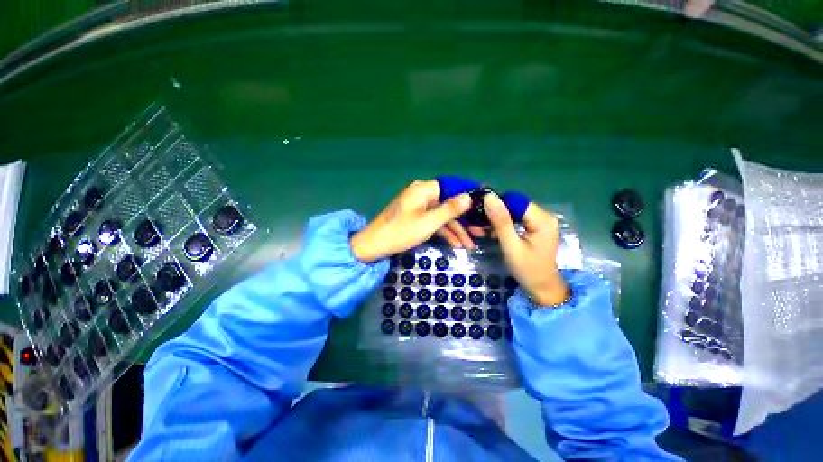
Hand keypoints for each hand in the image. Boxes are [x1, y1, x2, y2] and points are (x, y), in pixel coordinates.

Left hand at [350, 181, 471, 261]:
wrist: (373, 246)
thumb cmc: (401, 232)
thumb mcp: (428, 223)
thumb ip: (449, 210)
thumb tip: (469, 196)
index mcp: (424, 189)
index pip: (452, 188)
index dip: (467, 199)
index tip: (483, 211)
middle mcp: (422, 194)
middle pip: (448, 204)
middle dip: (463, 221)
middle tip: (479, 234)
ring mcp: (419, 206)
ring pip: (442, 215)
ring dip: (455, 230)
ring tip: (469, 245)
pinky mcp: (416, 217)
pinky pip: (433, 221)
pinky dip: (444, 232)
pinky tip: (455, 244)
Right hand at [484, 193, 568, 305]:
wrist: (542, 287)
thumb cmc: (527, 269)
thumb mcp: (511, 246)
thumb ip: (500, 222)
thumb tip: (489, 197)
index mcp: (542, 219)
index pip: (516, 201)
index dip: (497, 205)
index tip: (479, 214)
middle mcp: (544, 215)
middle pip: (514, 205)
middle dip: (495, 214)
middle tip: (477, 225)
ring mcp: (540, 221)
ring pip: (513, 212)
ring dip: (497, 220)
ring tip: (482, 230)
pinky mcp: (535, 227)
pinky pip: (516, 219)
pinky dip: (503, 225)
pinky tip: (492, 233)